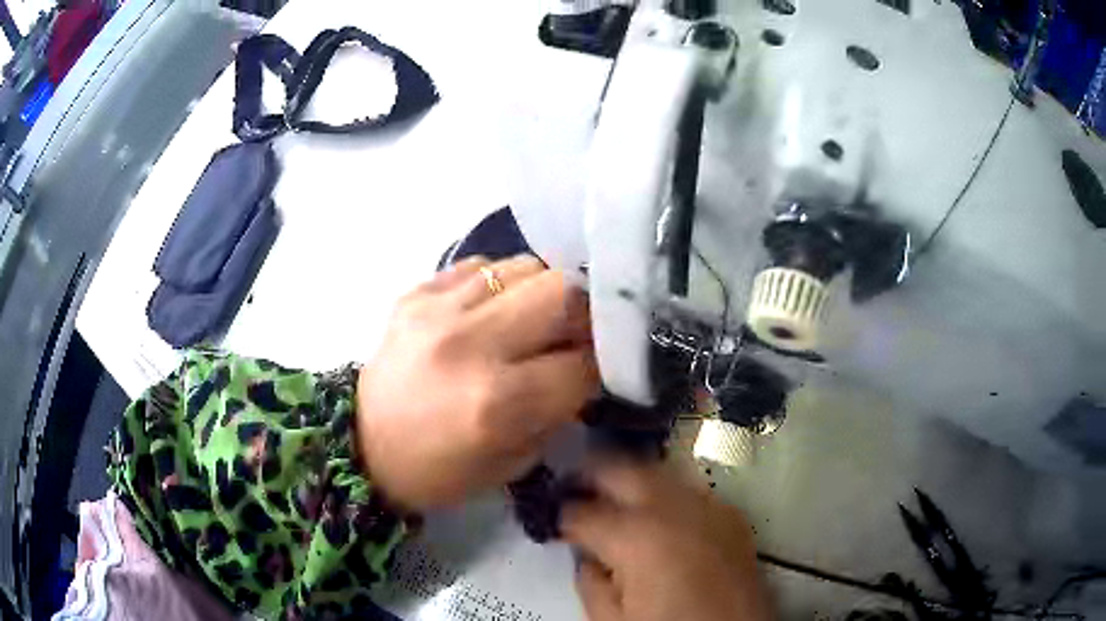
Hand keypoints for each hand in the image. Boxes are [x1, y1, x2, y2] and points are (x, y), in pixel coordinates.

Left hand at [355, 255, 599, 511]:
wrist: (361, 445)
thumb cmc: (438, 471)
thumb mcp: (512, 465)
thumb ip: (555, 413)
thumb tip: (583, 370)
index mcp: (497, 403)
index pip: (583, 363)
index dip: (603, 365)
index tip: (601, 369)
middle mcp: (470, 345)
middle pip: (562, 292)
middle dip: (585, 314)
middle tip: (577, 334)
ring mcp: (438, 311)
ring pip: (525, 267)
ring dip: (543, 294)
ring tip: (534, 320)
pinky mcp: (416, 294)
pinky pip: (481, 267)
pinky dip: (500, 285)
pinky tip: (492, 311)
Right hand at [562, 461, 770, 620]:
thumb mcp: (612, 620)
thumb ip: (589, 581)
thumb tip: (587, 556)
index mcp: (636, 538)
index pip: (581, 511)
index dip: (560, 514)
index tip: (555, 520)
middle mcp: (674, 510)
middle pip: (621, 468)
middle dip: (591, 473)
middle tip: (574, 487)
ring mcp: (709, 508)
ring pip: (659, 471)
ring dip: (630, 479)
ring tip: (614, 498)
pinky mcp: (732, 517)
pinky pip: (692, 492)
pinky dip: (668, 495)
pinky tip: (661, 517)